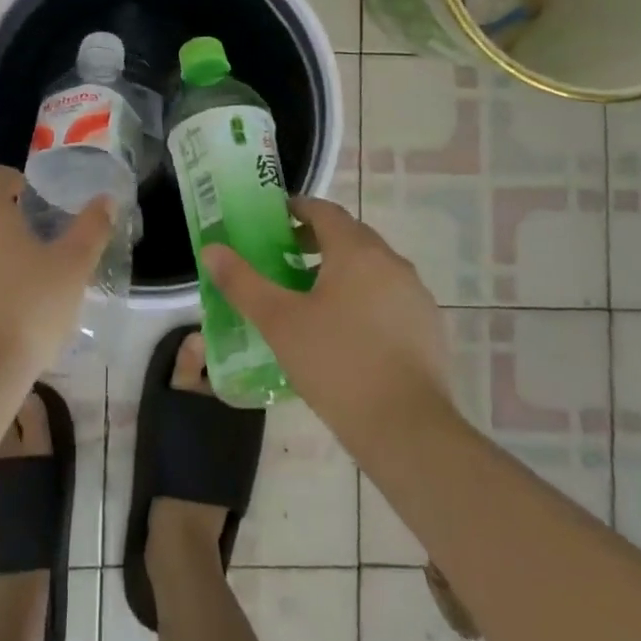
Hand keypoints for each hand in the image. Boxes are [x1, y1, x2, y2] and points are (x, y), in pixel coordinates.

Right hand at [204, 197, 453, 456]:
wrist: (408, 430)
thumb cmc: (336, 364)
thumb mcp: (278, 322)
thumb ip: (242, 282)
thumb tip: (211, 249)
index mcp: (356, 250)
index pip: (324, 210)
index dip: (297, 209)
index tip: (273, 221)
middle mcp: (391, 262)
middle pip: (350, 236)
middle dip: (316, 241)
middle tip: (284, 260)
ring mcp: (415, 295)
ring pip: (372, 268)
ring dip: (342, 271)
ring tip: (311, 300)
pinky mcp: (429, 328)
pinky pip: (390, 298)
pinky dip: (365, 299)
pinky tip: (346, 334)